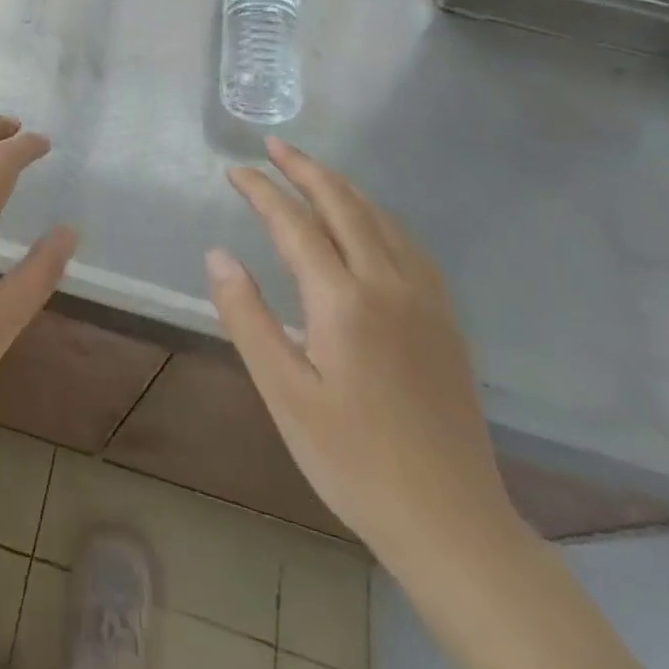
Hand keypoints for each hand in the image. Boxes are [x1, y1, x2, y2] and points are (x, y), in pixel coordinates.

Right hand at [206, 138, 515, 564]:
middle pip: (343, 205)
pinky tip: (369, 223)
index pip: (294, 223)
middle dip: (305, 169)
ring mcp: (424, 299)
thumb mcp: (284, 394)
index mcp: (343, 300)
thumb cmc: (352, 460)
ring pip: (380, 219)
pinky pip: (408, 244)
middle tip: (274, 146)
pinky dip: (378, 215)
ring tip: (312, 171)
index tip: (235, 171)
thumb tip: (217, 255)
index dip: (262, 191)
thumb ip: (247, 317)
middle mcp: (388, 284)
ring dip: (342, 186)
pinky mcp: (446, 319)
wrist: (451, 522)